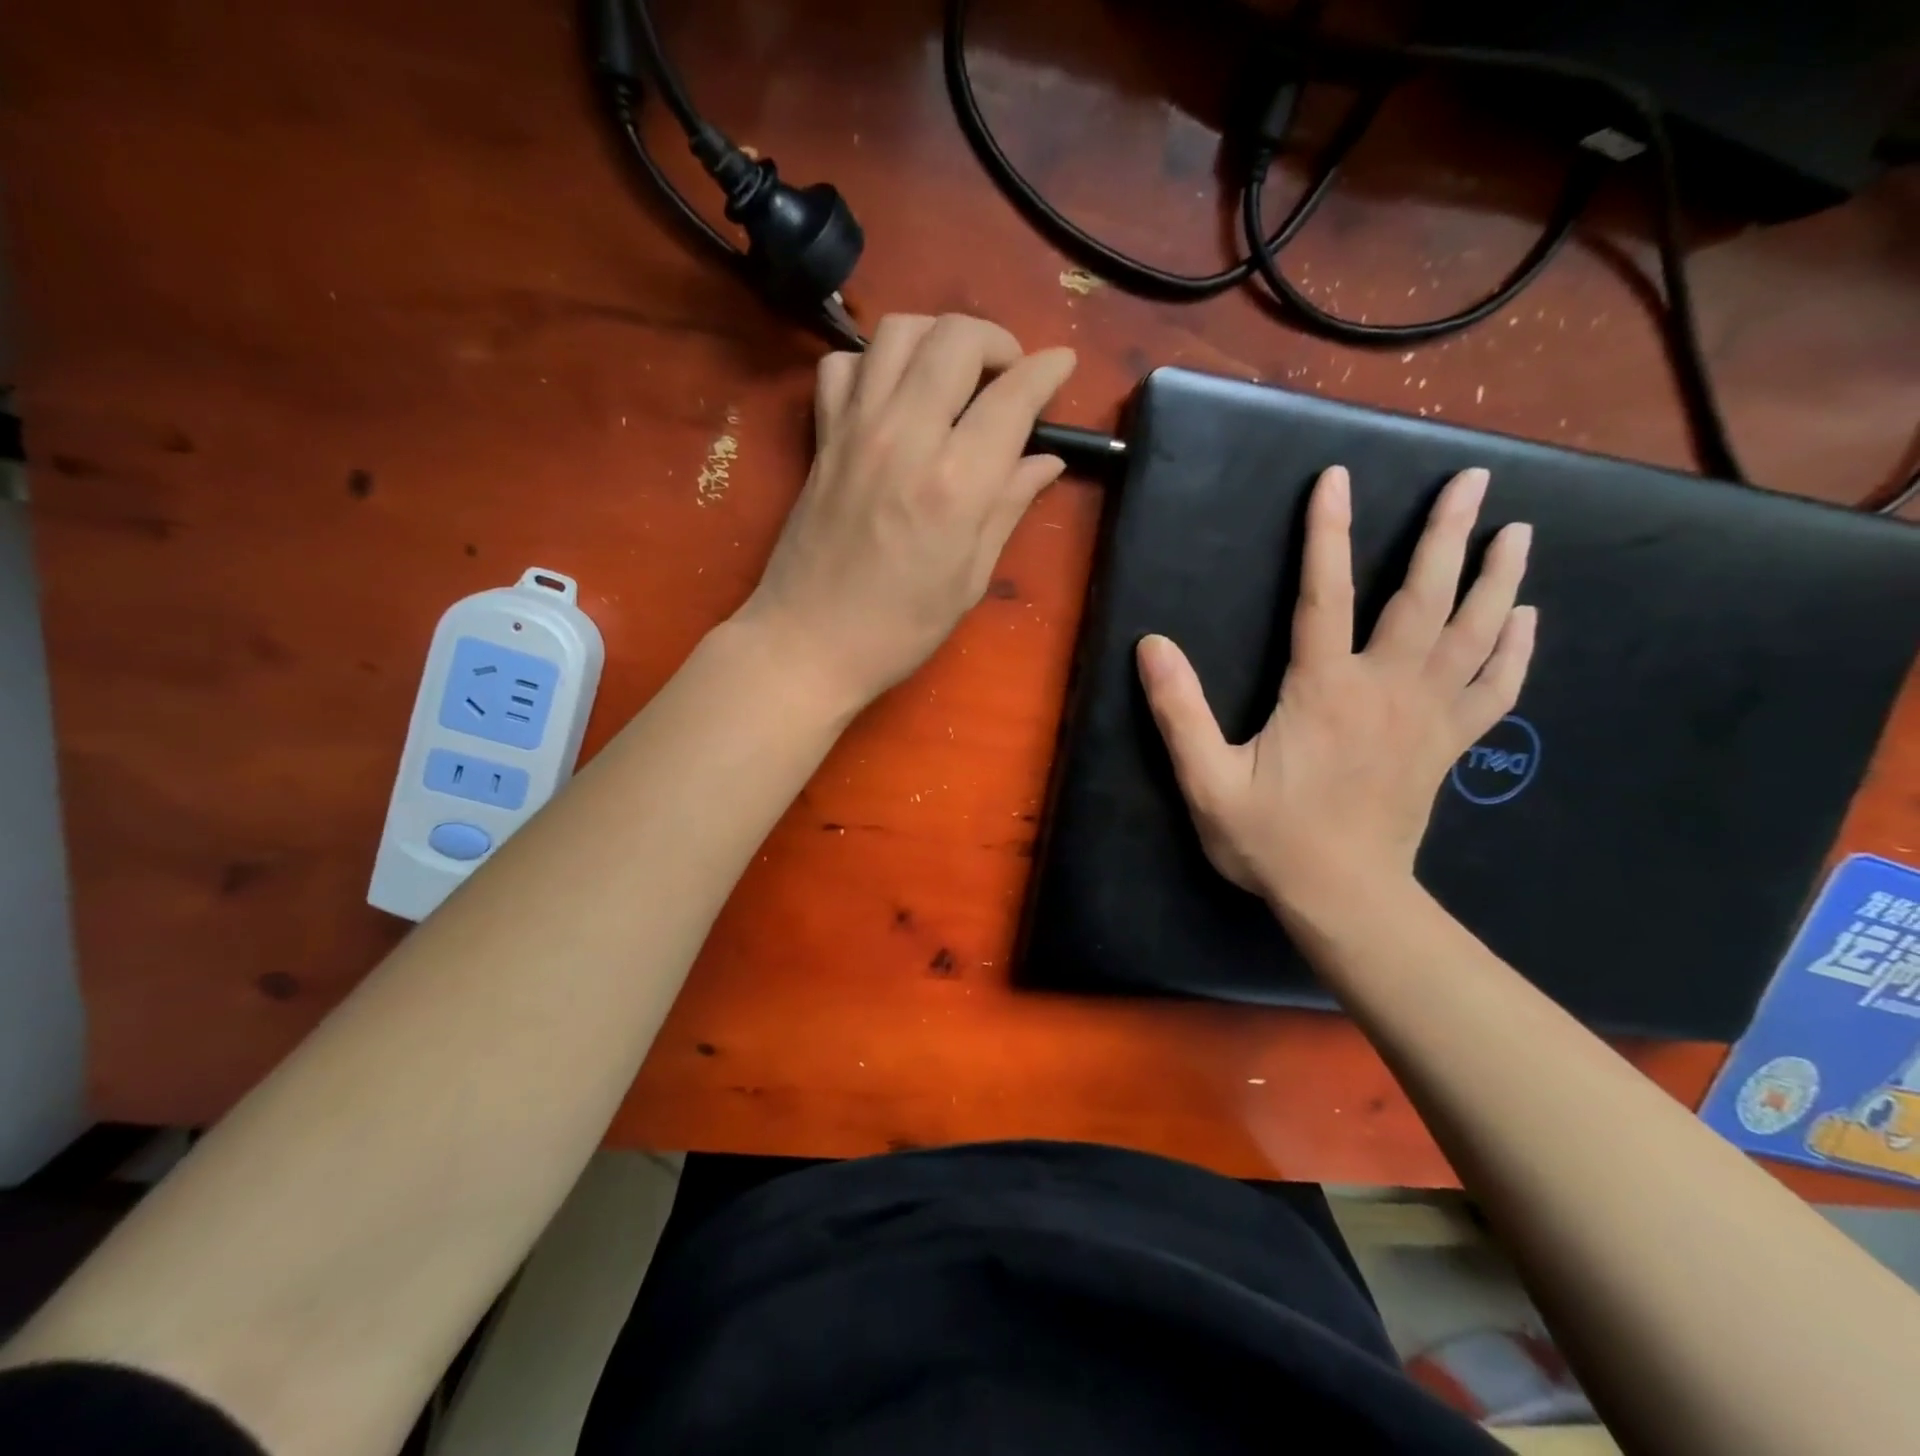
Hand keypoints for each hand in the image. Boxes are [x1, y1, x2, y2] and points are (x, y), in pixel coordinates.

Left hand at [736, 314, 1076, 709]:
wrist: (807, 643)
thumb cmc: (899, 629)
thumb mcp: (969, 579)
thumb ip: (1009, 507)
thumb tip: (1046, 460)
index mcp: (955, 484)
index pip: (1012, 396)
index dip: (1047, 370)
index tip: (1063, 364)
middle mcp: (906, 437)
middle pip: (957, 338)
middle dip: (996, 341)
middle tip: (1008, 377)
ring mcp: (856, 429)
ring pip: (899, 331)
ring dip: (938, 337)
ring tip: (955, 373)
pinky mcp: (823, 436)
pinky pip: (843, 364)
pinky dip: (874, 363)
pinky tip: (891, 395)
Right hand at [1136, 465, 1535, 917]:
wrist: (1345, 898)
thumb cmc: (1271, 839)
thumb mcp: (1206, 780)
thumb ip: (1178, 711)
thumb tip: (1152, 645)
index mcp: (1323, 690)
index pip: (1325, 594)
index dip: (1327, 533)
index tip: (1337, 478)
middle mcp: (1385, 688)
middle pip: (1423, 598)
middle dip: (1446, 535)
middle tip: (1473, 480)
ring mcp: (1427, 716)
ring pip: (1473, 634)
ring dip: (1496, 578)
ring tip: (1516, 531)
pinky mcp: (1448, 745)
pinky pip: (1495, 688)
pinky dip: (1515, 650)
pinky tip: (1525, 619)